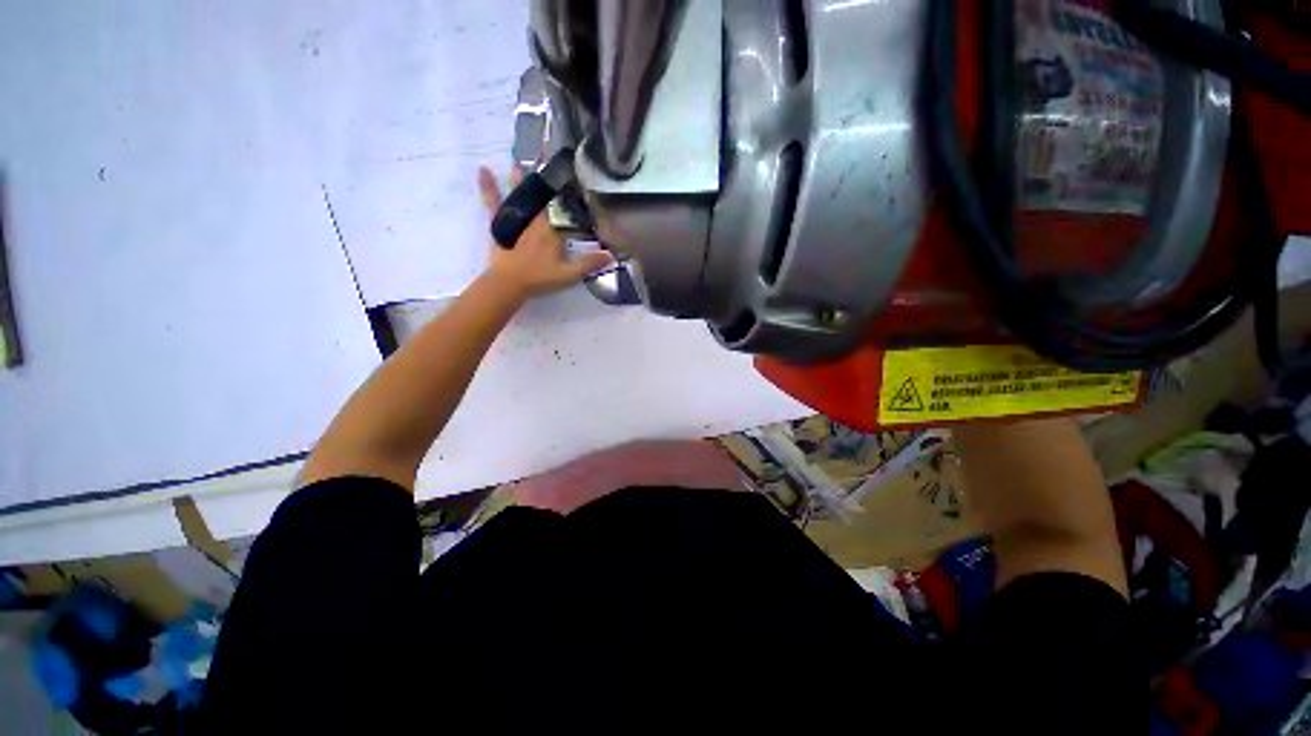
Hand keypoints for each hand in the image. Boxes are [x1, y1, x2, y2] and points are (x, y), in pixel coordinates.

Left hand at [478, 165, 612, 299]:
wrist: (509, 284)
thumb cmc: (540, 278)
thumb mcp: (569, 274)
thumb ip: (589, 263)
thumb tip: (612, 254)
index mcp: (551, 231)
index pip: (563, 211)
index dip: (570, 197)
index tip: (575, 180)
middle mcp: (533, 221)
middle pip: (540, 198)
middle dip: (544, 181)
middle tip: (545, 157)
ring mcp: (515, 221)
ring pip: (519, 195)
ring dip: (519, 178)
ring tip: (519, 159)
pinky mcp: (499, 225)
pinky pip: (492, 202)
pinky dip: (487, 187)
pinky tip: (482, 170)